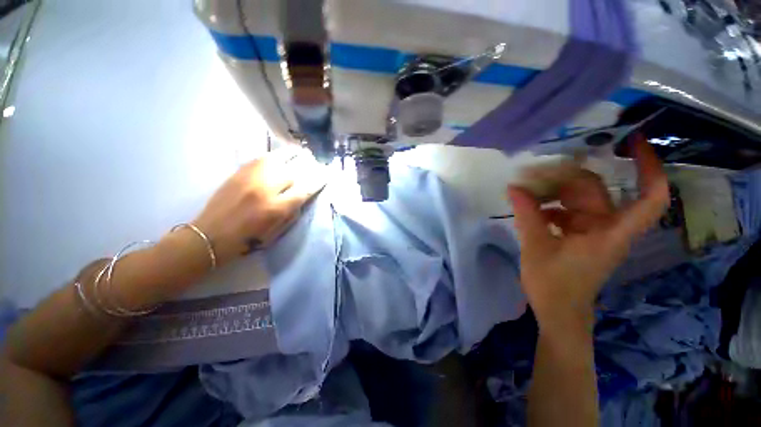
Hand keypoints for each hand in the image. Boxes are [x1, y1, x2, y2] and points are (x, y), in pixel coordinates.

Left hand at [192, 146, 325, 266]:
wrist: (210, 235)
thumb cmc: (247, 240)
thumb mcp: (276, 232)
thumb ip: (292, 213)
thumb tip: (303, 195)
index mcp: (276, 208)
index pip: (304, 189)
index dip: (318, 180)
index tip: (327, 174)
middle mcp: (265, 189)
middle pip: (293, 171)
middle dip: (308, 165)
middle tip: (315, 161)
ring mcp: (250, 178)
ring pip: (277, 159)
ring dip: (292, 155)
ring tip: (301, 152)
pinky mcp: (238, 172)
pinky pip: (261, 158)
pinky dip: (275, 155)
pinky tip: (281, 154)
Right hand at [508, 134, 668, 330]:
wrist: (558, 312)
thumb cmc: (553, 285)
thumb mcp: (536, 248)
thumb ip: (527, 215)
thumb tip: (514, 188)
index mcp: (610, 233)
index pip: (649, 198)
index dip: (649, 168)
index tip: (633, 143)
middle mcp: (606, 227)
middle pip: (595, 191)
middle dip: (565, 178)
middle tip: (532, 171)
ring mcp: (591, 231)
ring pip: (577, 200)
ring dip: (552, 192)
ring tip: (525, 187)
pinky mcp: (578, 236)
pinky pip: (566, 212)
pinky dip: (549, 206)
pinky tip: (530, 206)